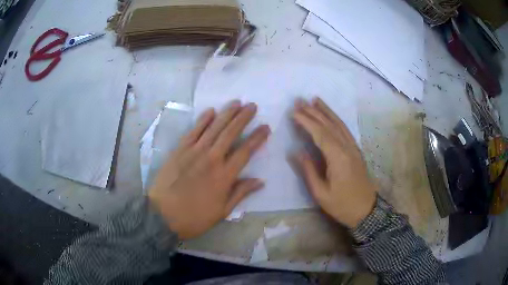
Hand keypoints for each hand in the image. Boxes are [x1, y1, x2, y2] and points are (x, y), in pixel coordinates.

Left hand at [148, 101, 270, 239]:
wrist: (162, 215)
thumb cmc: (194, 217)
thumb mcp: (222, 211)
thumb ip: (241, 193)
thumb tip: (260, 181)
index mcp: (224, 176)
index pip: (245, 151)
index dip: (257, 138)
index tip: (266, 127)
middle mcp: (211, 159)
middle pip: (230, 133)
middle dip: (243, 118)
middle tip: (252, 106)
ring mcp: (194, 152)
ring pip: (213, 128)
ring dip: (226, 113)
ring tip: (236, 102)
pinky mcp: (179, 150)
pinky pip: (193, 131)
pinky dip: (202, 120)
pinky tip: (211, 111)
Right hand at [293, 97, 376, 227]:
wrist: (366, 210)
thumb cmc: (342, 205)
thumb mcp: (321, 193)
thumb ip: (309, 171)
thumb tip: (297, 152)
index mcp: (338, 158)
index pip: (320, 134)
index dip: (306, 121)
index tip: (293, 112)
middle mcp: (347, 148)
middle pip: (329, 125)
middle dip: (313, 112)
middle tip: (299, 101)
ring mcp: (353, 148)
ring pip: (339, 124)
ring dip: (326, 111)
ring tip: (315, 100)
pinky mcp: (356, 151)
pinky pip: (345, 130)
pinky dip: (336, 119)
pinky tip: (330, 116)